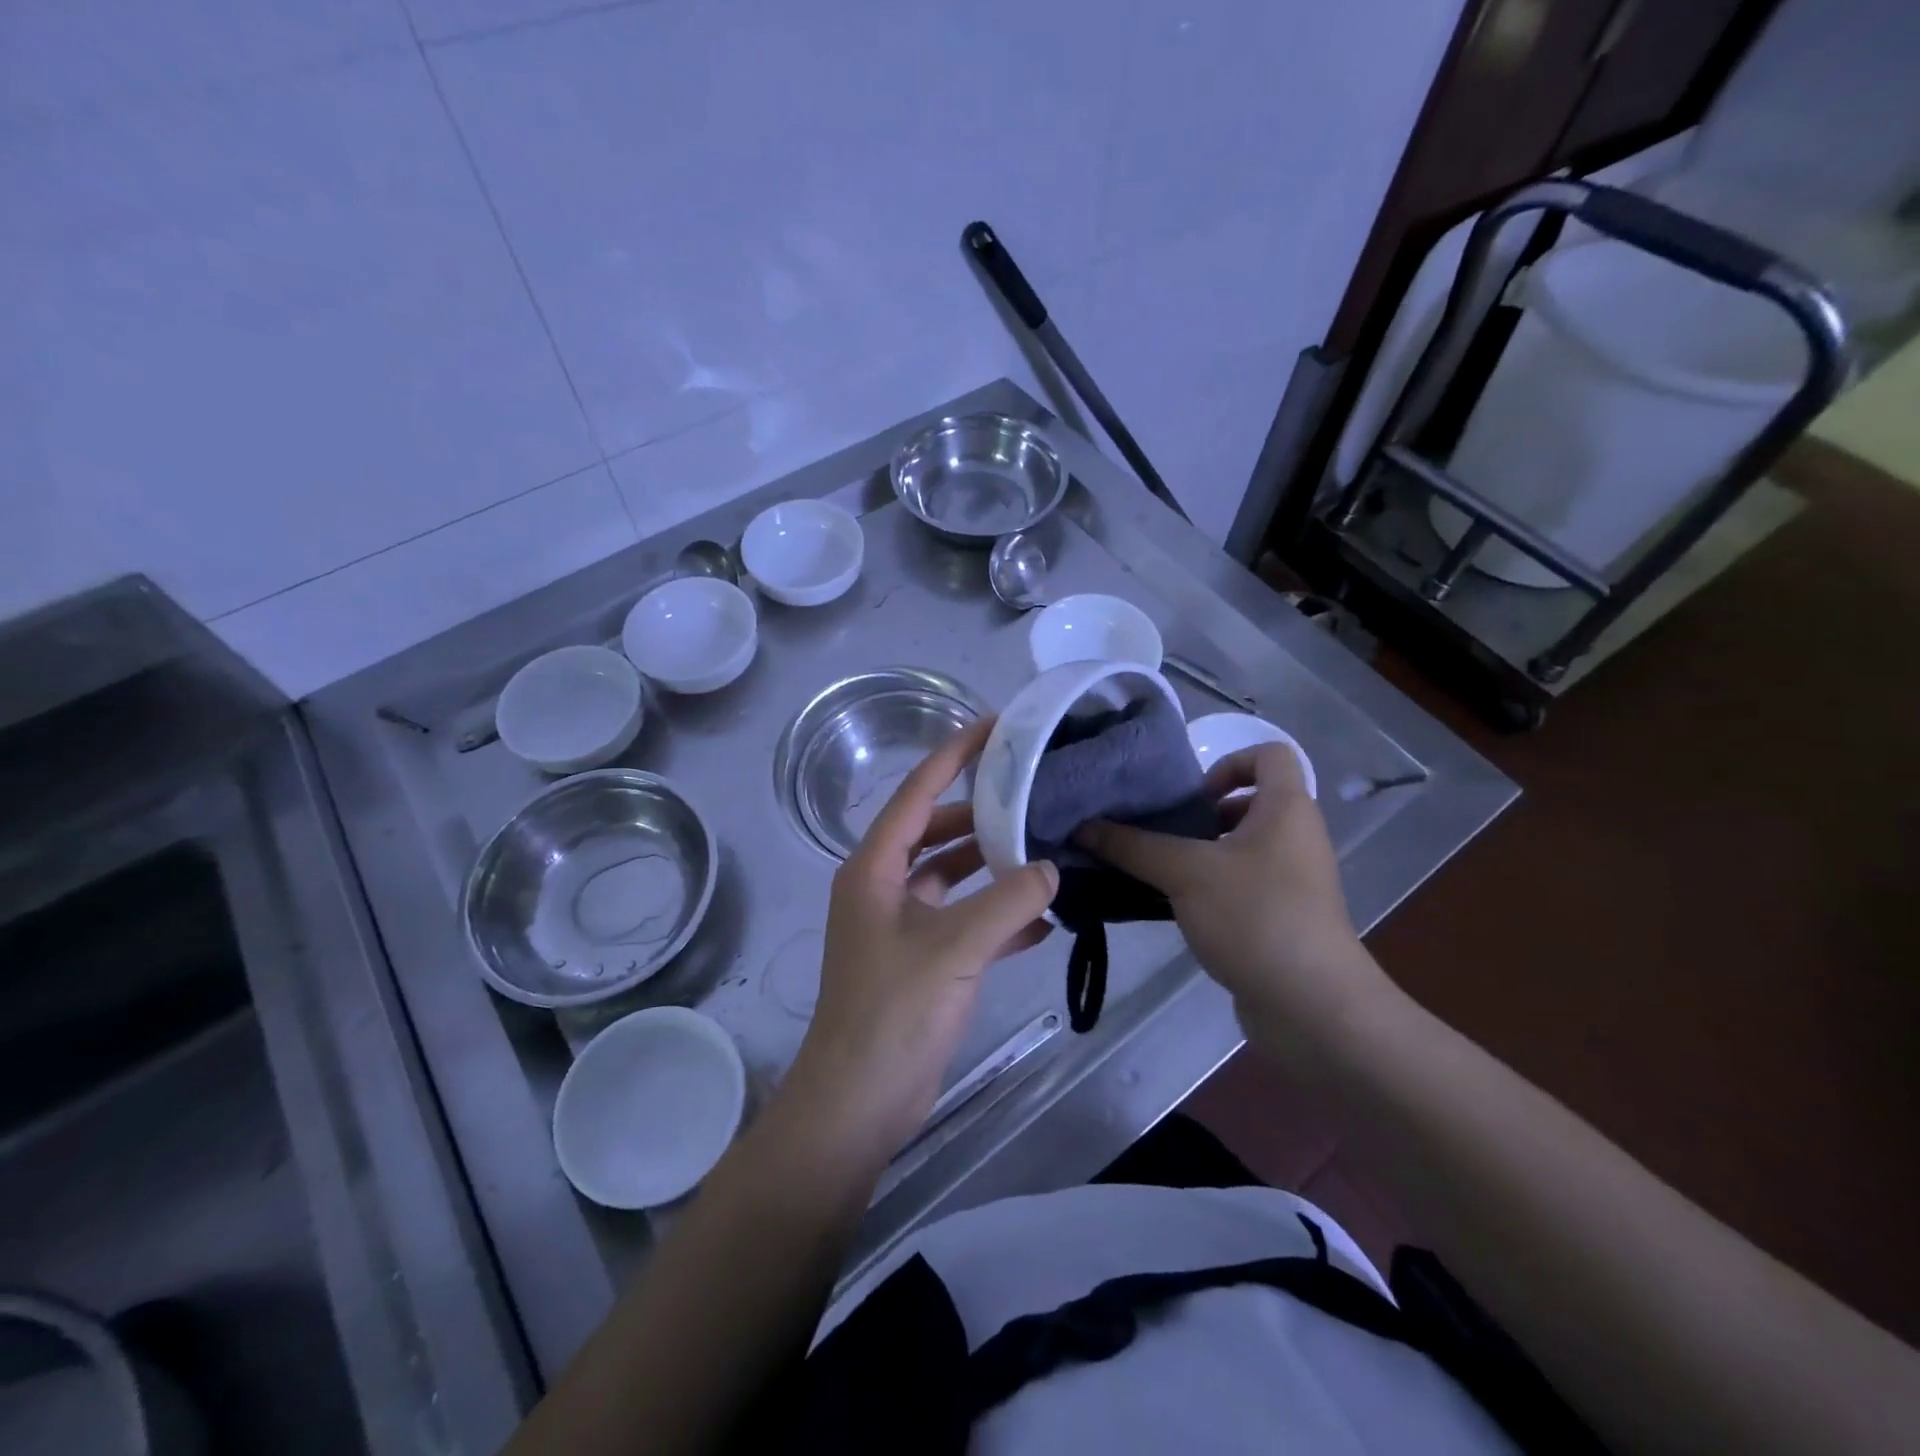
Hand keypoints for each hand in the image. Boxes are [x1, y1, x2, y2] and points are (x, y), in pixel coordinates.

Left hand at [785, 718, 1057, 1154]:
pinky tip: (1041, 921)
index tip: (995, 727)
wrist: (861, 1100)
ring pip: (952, 877)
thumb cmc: (895, 1011)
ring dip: (992, 867)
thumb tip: (1050, 868)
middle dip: (982, 813)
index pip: (917, 793)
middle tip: (1033, 792)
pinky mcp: (920, 959)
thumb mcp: (956, 948)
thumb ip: (1009, 902)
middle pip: (936, 831)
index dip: (954, 755)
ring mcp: (900, 924)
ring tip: (1045, 851)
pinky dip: (995, 916)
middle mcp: (883, 886)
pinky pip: (962, 920)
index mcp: (874, 868)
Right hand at [1077, 744, 1390, 1060]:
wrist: (1313, 1007)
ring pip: (1241, 848)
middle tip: (1161, 834)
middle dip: (1201, 814)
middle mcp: (1295, 837)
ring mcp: (1293, 881)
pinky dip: (1210, 888)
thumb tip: (1082, 826)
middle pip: (1248, 803)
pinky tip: (1175, 908)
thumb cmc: (1255, 916)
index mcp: (1287, 809)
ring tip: (1158, 871)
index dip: (1228, 762)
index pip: (1269, 755)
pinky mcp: (1283, 918)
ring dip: (1200, 853)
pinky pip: (1242, 885)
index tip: (1190, 796)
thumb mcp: (1185, 872)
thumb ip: (1132, 846)